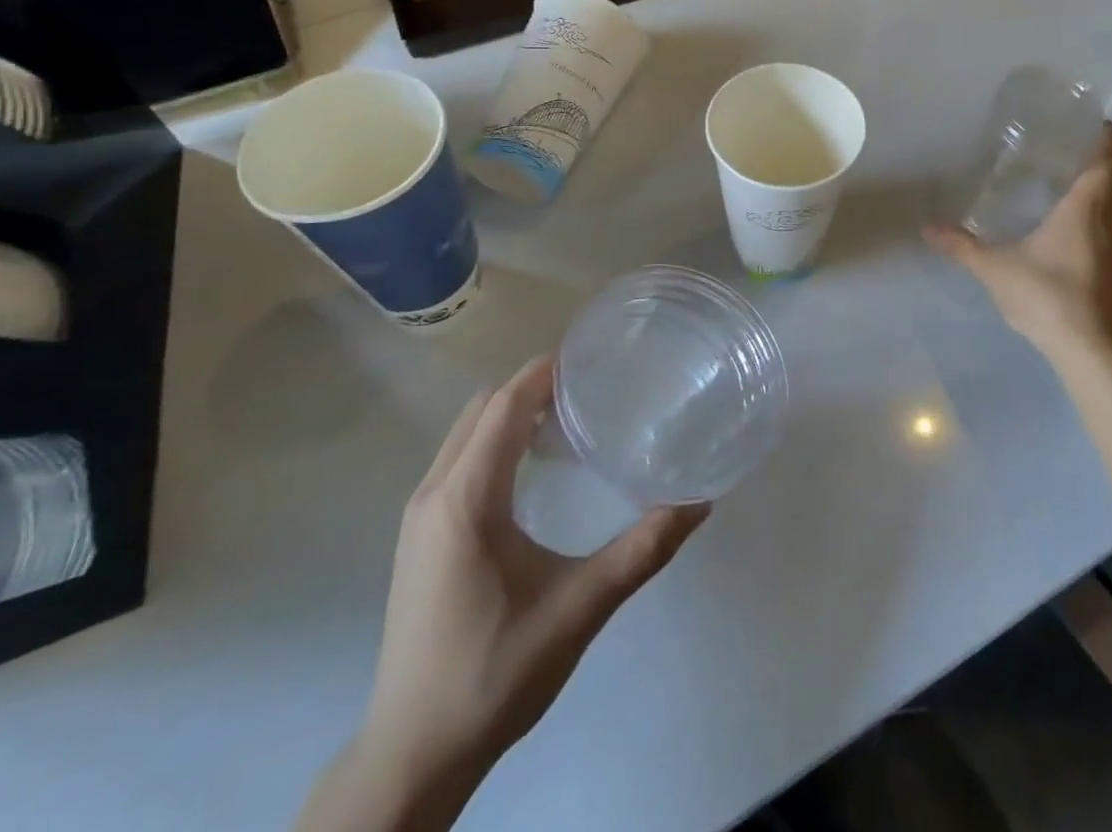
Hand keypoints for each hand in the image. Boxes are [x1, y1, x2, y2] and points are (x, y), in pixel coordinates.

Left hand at [343, 360, 706, 821]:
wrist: (412, 754)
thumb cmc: (494, 673)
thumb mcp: (579, 609)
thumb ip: (641, 552)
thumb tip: (699, 503)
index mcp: (465, 500)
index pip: (504, 407)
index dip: (544, 373)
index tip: (591, 356)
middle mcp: (433, 494)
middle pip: (482, 409)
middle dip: (532, 387)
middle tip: (590, 390)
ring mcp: (419, 516)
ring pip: (465, 433)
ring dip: (511, 413)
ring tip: (567, 421)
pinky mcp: (420, 537)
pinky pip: (458, 459)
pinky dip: (494, 441)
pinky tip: (533, 470)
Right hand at [925, 124, 1111, 358]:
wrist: (1087, 347)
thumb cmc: (1045, 294)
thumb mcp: (995, 268)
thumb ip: (962, 246)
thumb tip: (928, 229)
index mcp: (1085, 209)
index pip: (1104, 162)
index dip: (1104, 139)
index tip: (1097, 122)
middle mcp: (1109, 222)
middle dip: (1100, 162)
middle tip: (1072, 149)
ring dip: (1103, 191)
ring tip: (1073, 183)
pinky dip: (1101, 217)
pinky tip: (1076, 229)